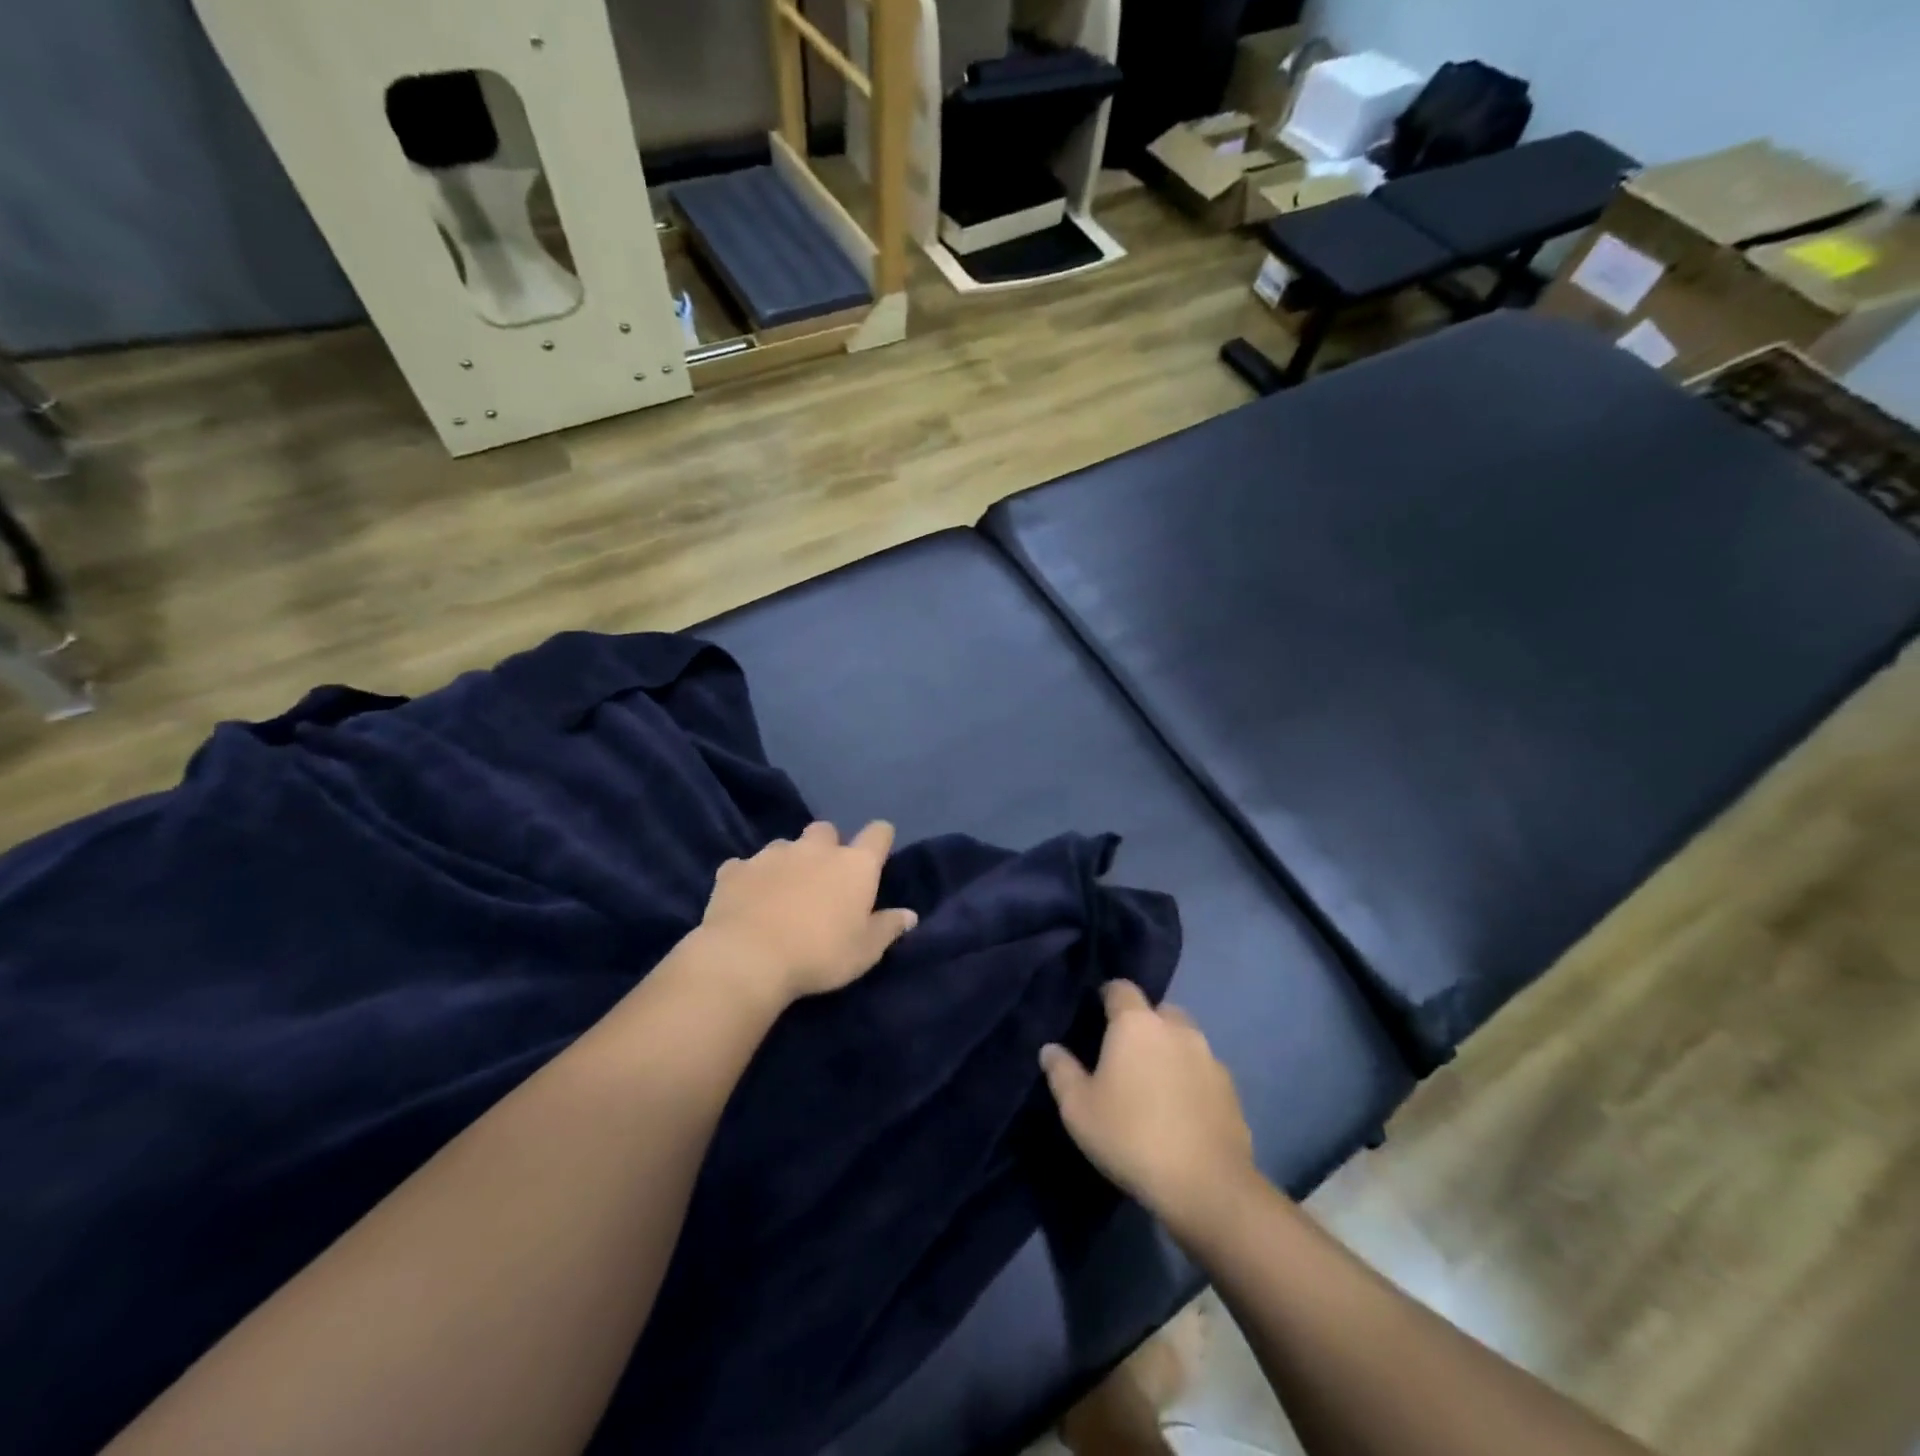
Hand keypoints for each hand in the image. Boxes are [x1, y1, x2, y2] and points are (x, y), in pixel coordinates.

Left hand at [700, 821, 917, 1005]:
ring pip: (785, 845)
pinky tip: (747, 899)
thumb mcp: (865, 951)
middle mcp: (815, 849)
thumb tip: (909, 915)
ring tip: (783, 891)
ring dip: (788, 861)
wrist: (748, 958)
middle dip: (827, 846)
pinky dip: (749, 878)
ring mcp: (772, 854)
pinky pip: (744, 866)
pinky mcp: (735, 870)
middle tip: (824, 877)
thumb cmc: (819, 955)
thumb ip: (888, 928)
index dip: (880, 839)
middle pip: (826, 830)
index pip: (878, 833)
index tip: (878, 853)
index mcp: (854, 865)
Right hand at [1040, 981, 1255, 1236]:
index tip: (1098, 1013)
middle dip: (1144, 1023)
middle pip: (1158, 1010)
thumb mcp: (1079, 1109)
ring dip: (1170, 1050)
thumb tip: (1050, 1049)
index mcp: (1136, 1024)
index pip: (1121, 988)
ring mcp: (1209, 1056)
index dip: (1108, 996)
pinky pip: (1204, 1070)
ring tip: (1155, 1083)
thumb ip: (1061, 1072)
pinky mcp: (1230, 1088)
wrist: (1205, 1185)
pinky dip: (1192, 1078)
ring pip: (1185, 1039)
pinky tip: (1182, 1108)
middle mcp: (1175, 1028)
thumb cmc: (1130, 1137)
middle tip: (1126, 1054)